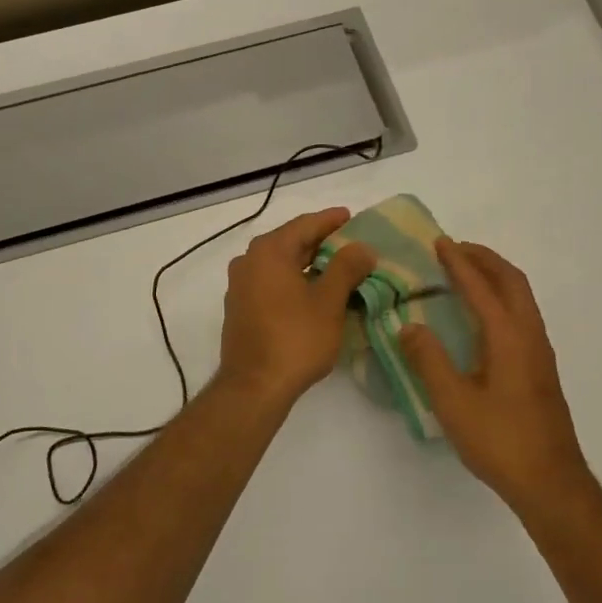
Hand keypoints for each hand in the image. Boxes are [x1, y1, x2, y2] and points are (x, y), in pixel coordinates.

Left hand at [218, 209, 377, 408]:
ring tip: (337, 266)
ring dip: (307, 262)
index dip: (331, 220)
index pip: (305, 225)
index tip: (352, 216)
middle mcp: (249, 261)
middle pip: (290, 242)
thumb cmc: (295, 339)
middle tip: (350, 242)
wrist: (254, 386)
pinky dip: (292, 279)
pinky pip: (270, 282)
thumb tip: (362, 247)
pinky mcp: (240, 307)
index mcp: (269, 251)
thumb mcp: (329, 302)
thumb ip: (347, 268)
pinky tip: (312, 291)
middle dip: (320, 241)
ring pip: (279, 263)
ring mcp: (240, 285)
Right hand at [400, 240, 587, 508]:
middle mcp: (529, 336)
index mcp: (509, 338)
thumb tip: (408, 325)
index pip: (481, 288)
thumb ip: (428, 359)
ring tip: (465, 273)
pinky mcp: (539, 369)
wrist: (550, 482)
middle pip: (512, 281)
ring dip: (494, 277)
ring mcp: (539, 352)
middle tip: (454, 249)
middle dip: (484, 259)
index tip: (438, 242)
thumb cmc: (499, 440)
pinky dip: (500, 298)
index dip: (458, 263)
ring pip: (520, 298)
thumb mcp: (452, 401)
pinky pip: (520, 315)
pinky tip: (481, 316)